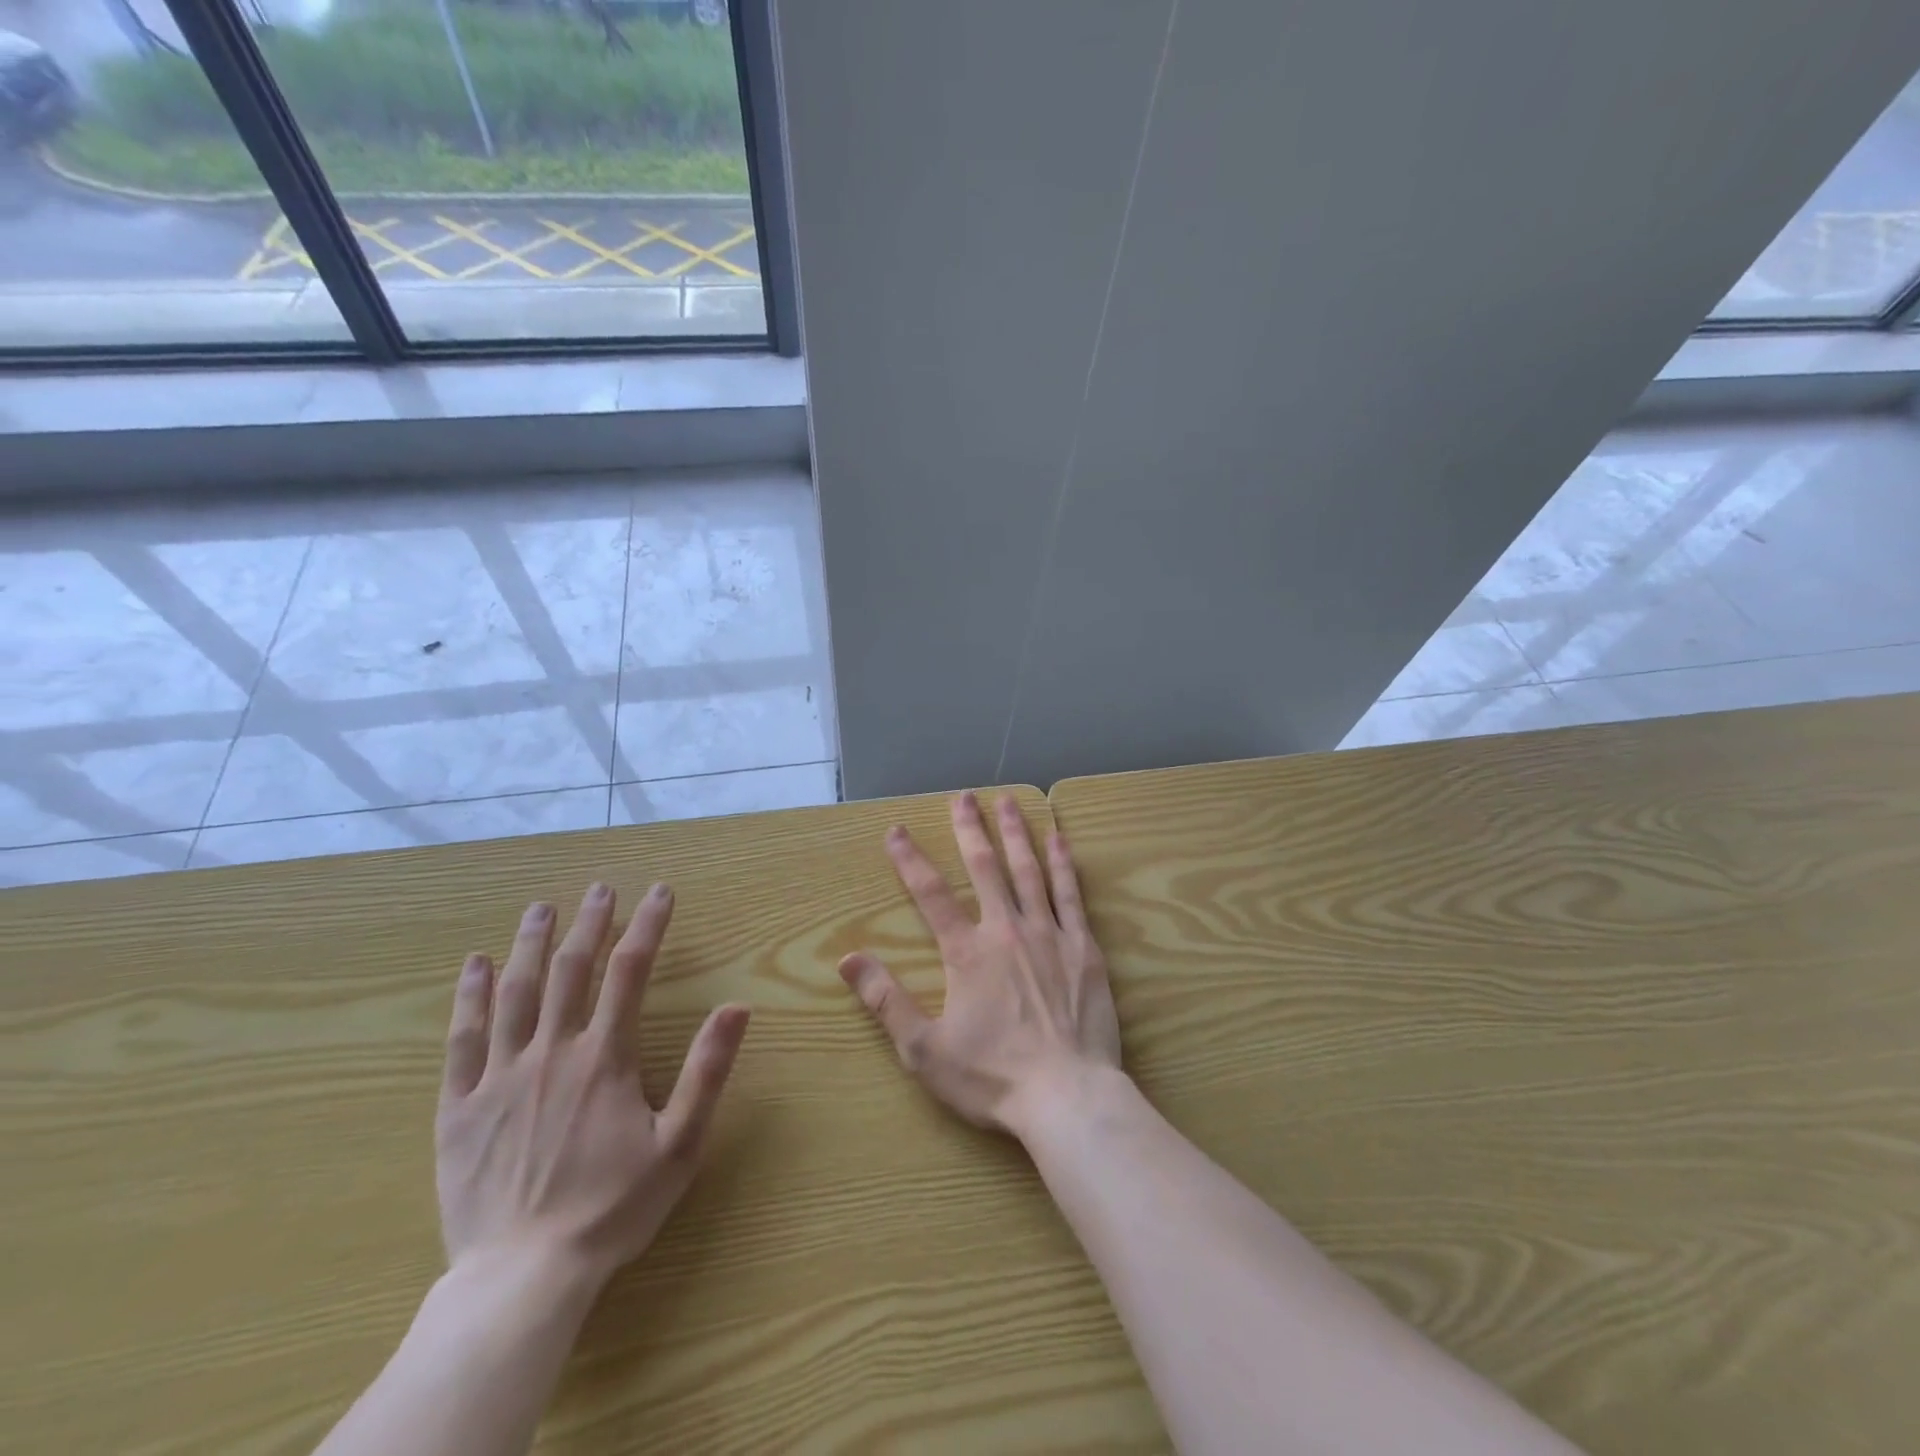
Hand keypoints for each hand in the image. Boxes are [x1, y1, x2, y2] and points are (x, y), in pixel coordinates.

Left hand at [435, 882, 750, 1292]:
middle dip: (589, 923)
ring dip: (528, 944)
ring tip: (539, 908)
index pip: (630, 972)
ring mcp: (500, 1077)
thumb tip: (736, 1007)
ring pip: (514, 993)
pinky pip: (462, 1040)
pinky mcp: (460, 1108)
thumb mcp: (680, 1143)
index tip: (658, 892)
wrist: (523, 1278)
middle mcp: (552, 1052)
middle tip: (598, 888)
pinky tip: (473, 966)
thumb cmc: (612, 1208)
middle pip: (570, 970)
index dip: (647, 926)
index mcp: (604, 1058)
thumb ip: (707, 1070)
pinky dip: (467, 998)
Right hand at [838, 791, 1122, 1138]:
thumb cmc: (992, 1077)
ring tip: (1008, 800)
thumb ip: (885, 1000)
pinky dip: (1063, 863)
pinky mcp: (1083, 947)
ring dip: (1016, 832)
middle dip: (970, 829)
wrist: (1067, 1096)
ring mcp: (1049, 934)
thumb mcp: (923, 1049)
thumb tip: (847, 959)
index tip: (896, 830)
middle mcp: (1006, 929)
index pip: (931, 894)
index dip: (910, 860)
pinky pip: (1071, 894)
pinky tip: (1058, 838)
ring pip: (1029, 870)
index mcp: (967, 952)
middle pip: (984, 867)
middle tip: (963, 796)